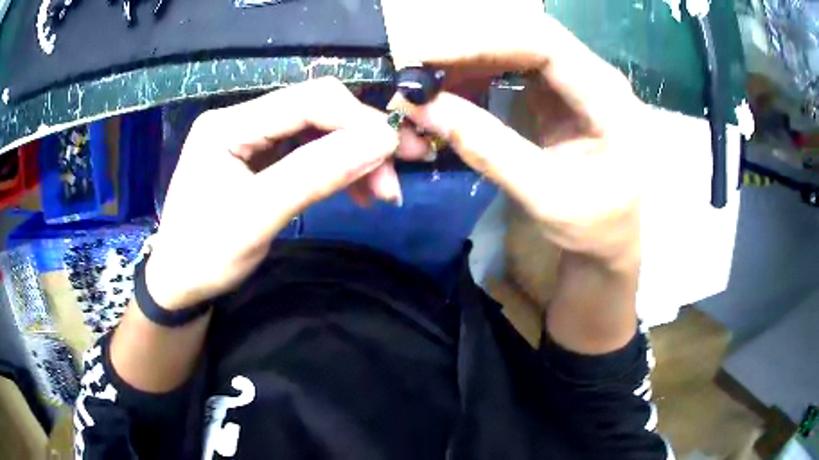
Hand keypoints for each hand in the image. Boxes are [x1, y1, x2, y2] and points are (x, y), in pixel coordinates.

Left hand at [147, 78, 399, 309]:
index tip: (397, 150)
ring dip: (353, 156)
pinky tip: (357, 189)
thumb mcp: (257, 217)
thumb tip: (382, 141)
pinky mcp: (258, 157)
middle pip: (315, 110)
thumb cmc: (205, 255)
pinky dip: (336, 168)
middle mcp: (240, 119)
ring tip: (382, 191)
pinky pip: (306, 151)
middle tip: (396, 176)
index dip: (357, 119)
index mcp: (228, 124)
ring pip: (316, 130)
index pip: (306, 100)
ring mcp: (249, 137)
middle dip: (361, 139)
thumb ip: (316, 174)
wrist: (178, 283)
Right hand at [393, 14, 647, 271]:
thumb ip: (488, 149)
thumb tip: (424, 107)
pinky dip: (477, 75)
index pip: (544, 45)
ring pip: (514, 47)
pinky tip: (453, 93)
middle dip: (467, 49)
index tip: (427, 60)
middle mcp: (594, 75)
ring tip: (428, 89)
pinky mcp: (558, 92)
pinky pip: (512, 66)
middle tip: (417, 74)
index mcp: (608, 98)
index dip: (482, 43)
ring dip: (467, 62)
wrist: (616, 237)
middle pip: (525, 37)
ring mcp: (576, 80)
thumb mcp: (546, 197)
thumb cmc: (596, 226)